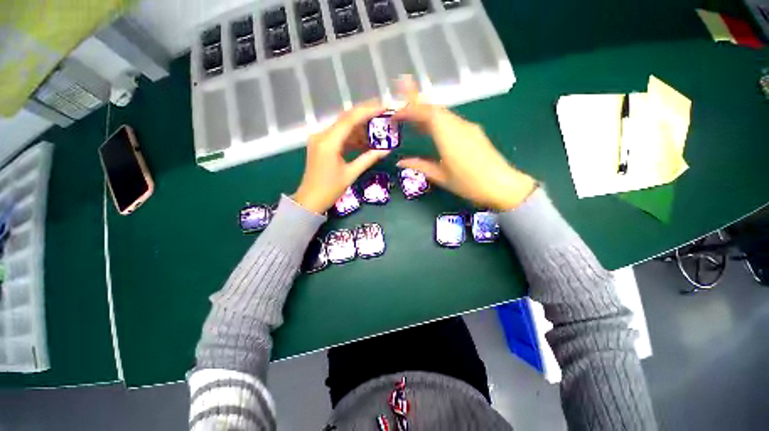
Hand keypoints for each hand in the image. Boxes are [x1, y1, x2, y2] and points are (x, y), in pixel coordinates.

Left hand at [295, 100, 389, 212]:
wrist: (310, 200)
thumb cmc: (330, 189)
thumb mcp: (351, 174)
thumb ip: (368, 159)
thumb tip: (386, 150)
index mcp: (328, 142)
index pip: (350, 119)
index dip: (368, 111)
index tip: (384, 106)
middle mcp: (322, 135)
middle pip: (346, 118)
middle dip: (365, 115)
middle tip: (383, 113)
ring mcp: (320, 139)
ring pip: (343, 127)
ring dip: (360, 128)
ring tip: (378, 130)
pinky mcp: (321, 144)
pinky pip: (339, 136)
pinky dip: (352, 137)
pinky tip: (365, 141)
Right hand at [394, 78, 536, 211]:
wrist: (502, 186)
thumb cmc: (469, 184)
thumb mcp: (441, 177)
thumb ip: (420, 166)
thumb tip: (401, 161)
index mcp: (449, 137)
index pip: (427, 114)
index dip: (409, 109)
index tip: (395, 113)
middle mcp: (459, 126)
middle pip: (435, 109)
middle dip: (415, 105)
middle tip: (400, 111)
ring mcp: (468, 127)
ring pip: (443, 114)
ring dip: (426, 114)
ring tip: (411, 121)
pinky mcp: (473, 132)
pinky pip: (451, 121)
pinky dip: (437, 121)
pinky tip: (430, 130)